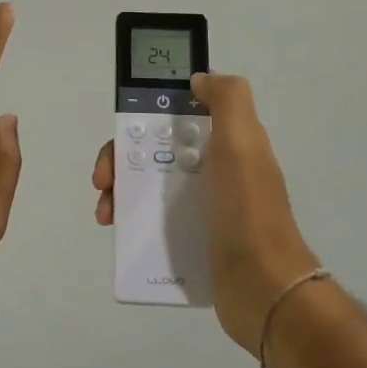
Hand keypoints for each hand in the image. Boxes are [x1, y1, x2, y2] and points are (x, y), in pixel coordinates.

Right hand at [93, 73, 320, 353]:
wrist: (263, 288)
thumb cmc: (247, 210)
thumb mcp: (243, 141)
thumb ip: (227, 99)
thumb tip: (200, 79)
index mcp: (227, 143)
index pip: (178, 116)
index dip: (148, 115)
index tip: (125, 128)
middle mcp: (215, 171)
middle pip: (155, 150)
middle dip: (122, 158)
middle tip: (103, 180)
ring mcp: (204, 207)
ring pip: (150, 186)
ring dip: (121, 191)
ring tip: (106, 213)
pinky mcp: (193, 240)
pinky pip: (153, 221)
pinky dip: (131, 221)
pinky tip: (117, 230)